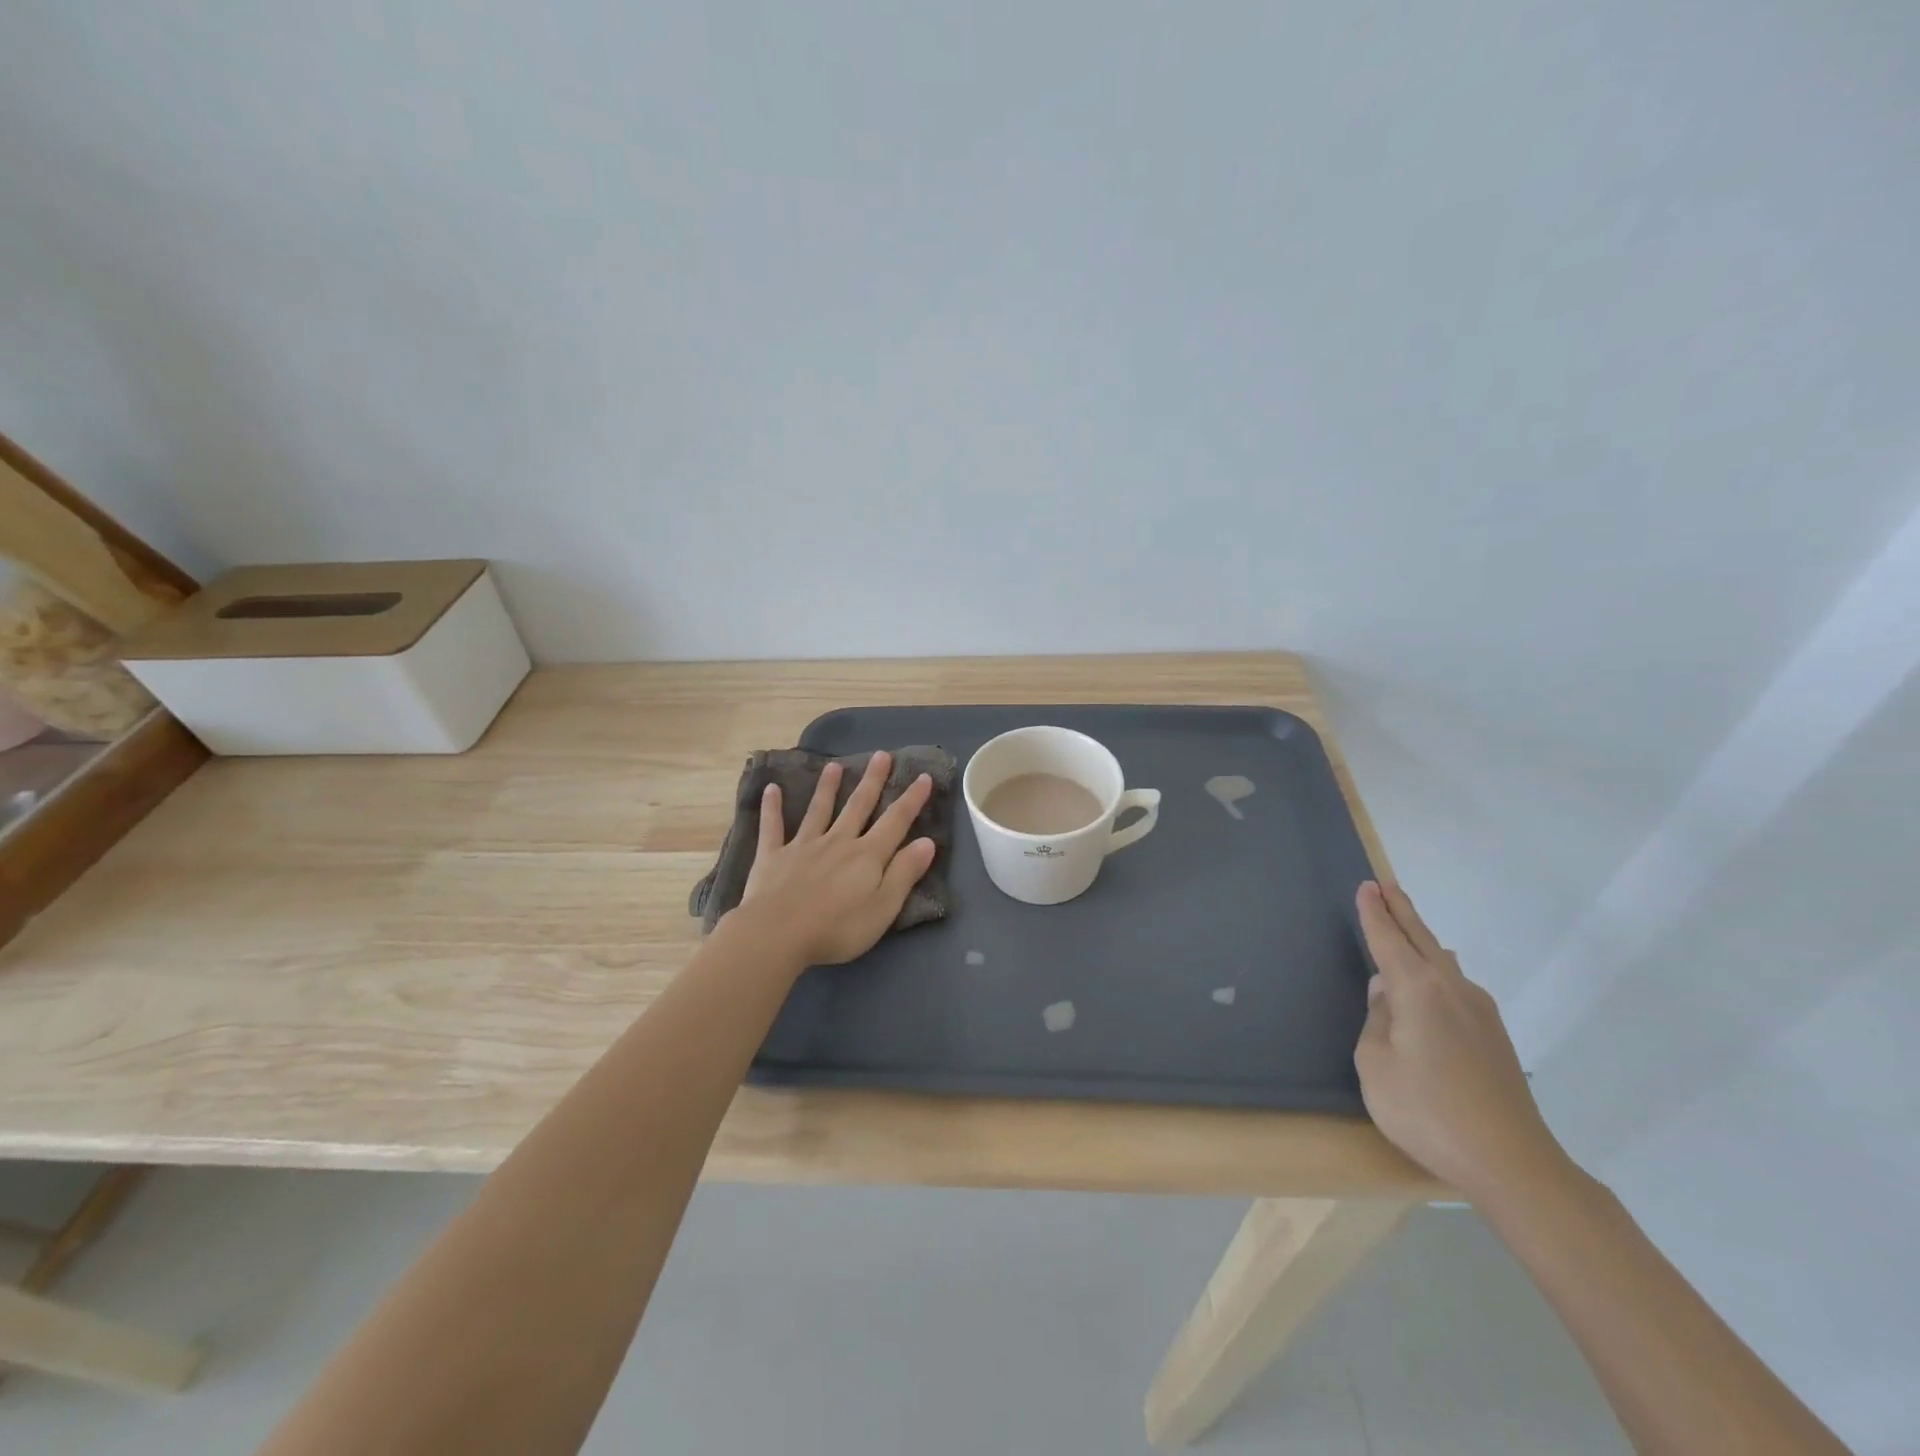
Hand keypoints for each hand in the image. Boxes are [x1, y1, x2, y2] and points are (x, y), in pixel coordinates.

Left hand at [728, 751, 937, 971]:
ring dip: (827, 787)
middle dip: (872, 781)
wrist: (777, 934)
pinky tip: (771, 789)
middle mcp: (838, 842)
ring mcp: (803, 846)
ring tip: (833, 766)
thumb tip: (927, 842)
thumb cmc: (837, 928)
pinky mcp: (773, 856)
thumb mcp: (883, 907)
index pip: (895, 822)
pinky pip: (773, 827)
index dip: (911, 800)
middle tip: (881, 755)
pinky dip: (772, 808)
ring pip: (818, 810)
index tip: (923, 777)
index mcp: (867, 856)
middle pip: (858, 806)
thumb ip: (904, 873)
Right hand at [1353, 881, 1567, 1203]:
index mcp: (1418, 989)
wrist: (1512, 1163)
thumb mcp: (1376, 1065)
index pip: (1389, 940)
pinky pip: (1455, 985)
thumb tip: (1387, 995)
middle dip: (1401, 910)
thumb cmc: (1428, 1111)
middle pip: (1422, 939)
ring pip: (1442, 962)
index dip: (1374, 913)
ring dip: (1421, 939)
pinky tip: (1433, 978)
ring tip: (1406, 925)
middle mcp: (1452, 989)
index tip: (1367, 886)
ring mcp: (1480, 1012)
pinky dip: (1436, 968)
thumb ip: (1377, 1021)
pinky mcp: (1494, 1037)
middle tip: (1386, 885)